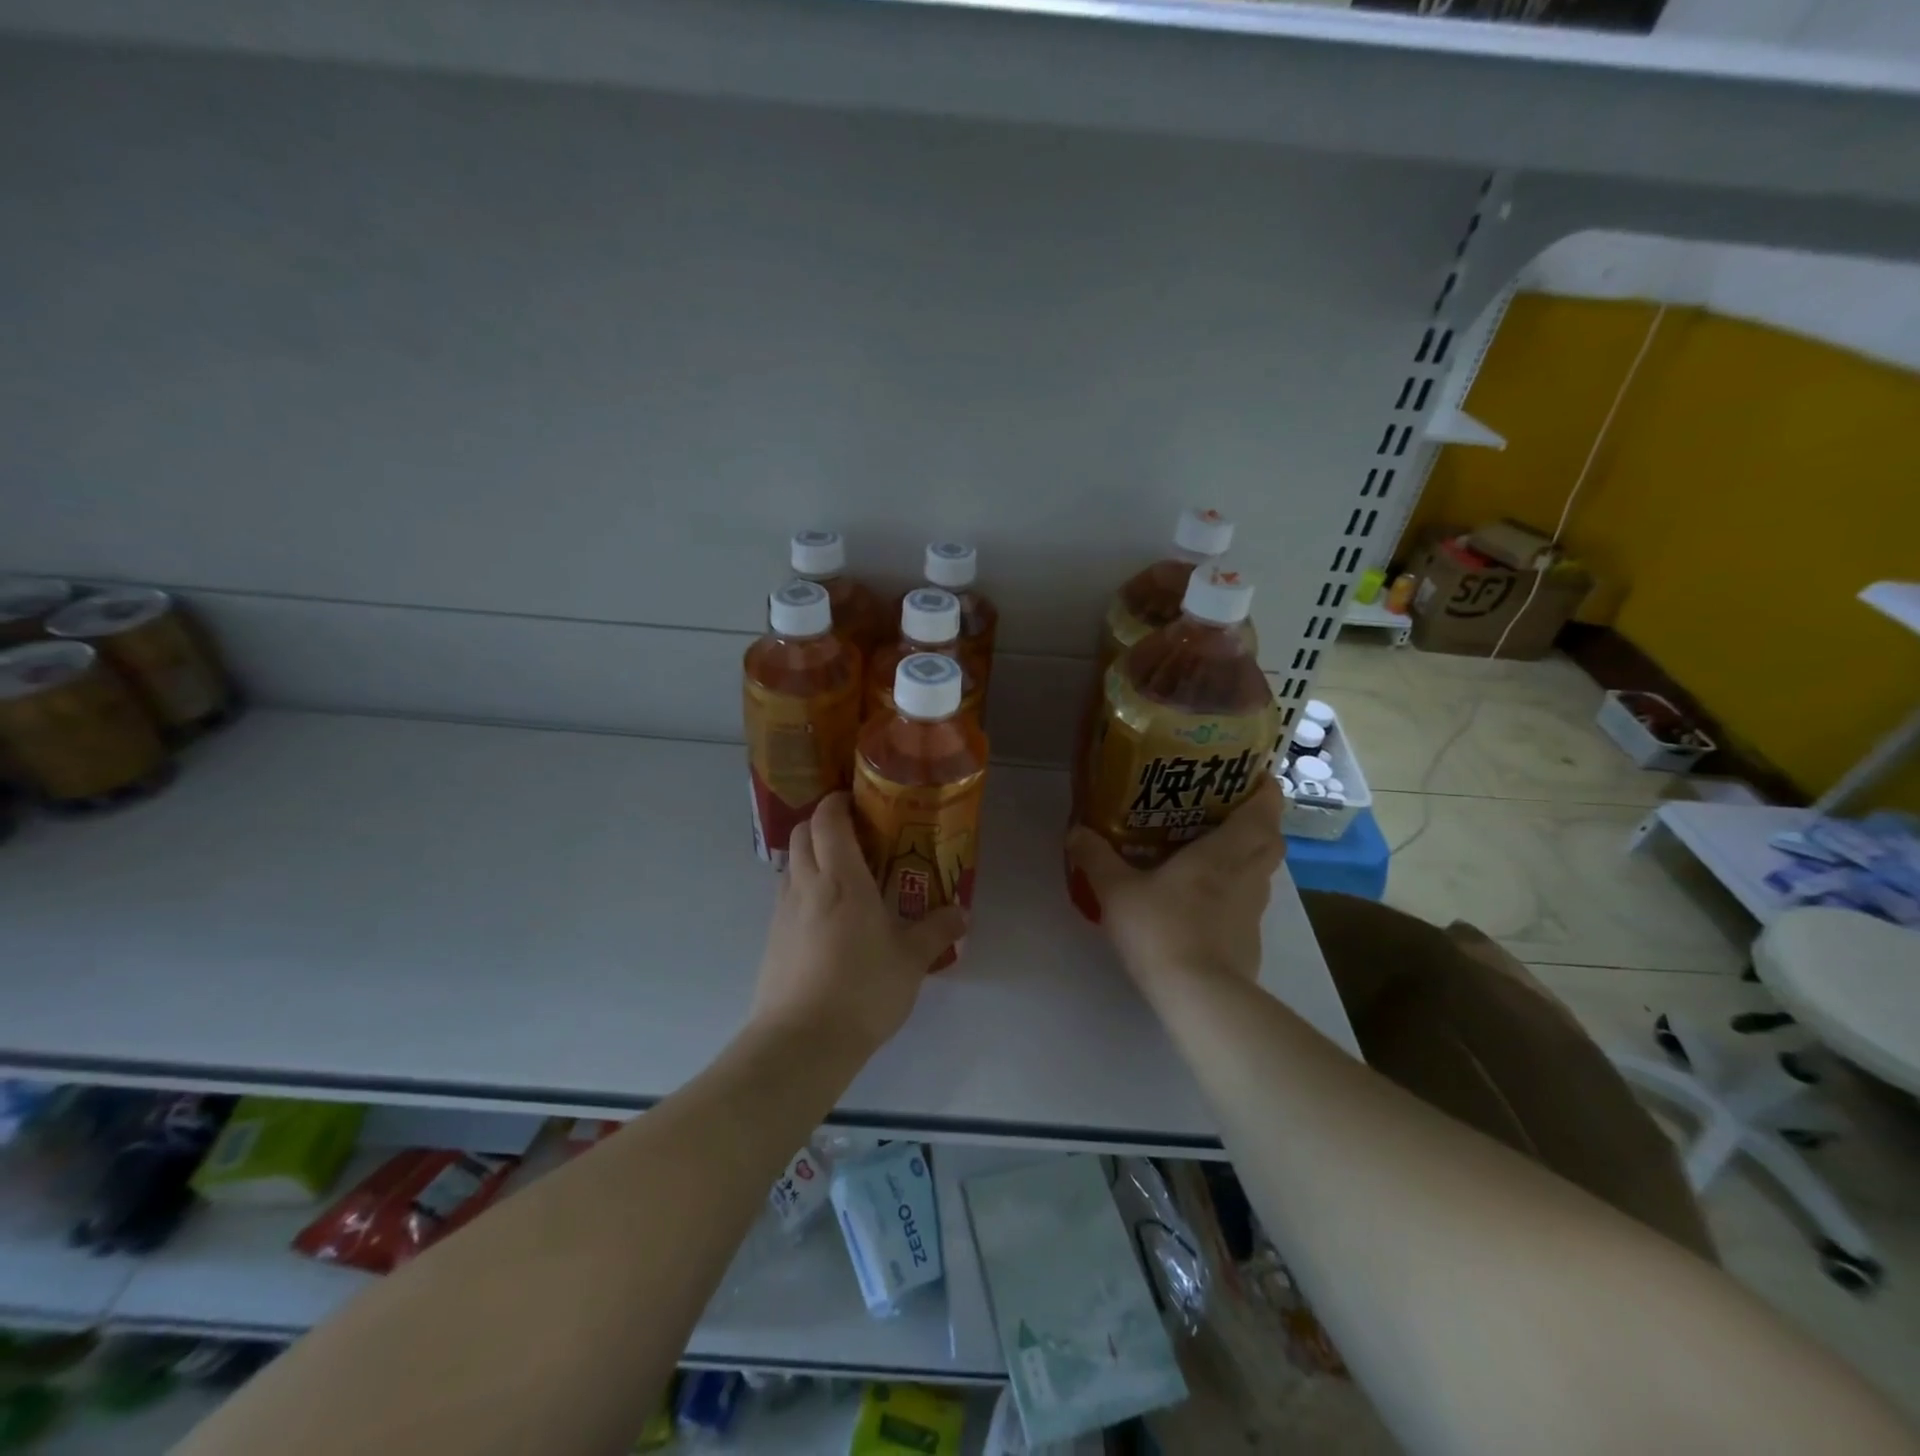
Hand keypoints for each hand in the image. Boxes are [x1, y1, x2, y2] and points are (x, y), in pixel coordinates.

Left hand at [751, 793, 967, 1057]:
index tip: (858, 802)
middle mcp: (806, 885)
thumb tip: (962, 913)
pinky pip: (785, 897)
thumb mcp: (911, 960)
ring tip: (841, 875)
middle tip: (854, 836)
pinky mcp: (772, 939)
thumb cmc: (863, 989)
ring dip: (810, 856)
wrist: (802, 1042)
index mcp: (841, 878)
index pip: (828, 819)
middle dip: (822, 824)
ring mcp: (782, 912)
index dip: (838, 802)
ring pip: (790, 864)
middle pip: (801, 833)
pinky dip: (802, 889)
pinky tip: (826, 917)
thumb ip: (937, 930)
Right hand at [1066, 776, 1284, 990]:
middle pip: (1271, 840)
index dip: (1264, 789)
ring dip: (1247, 857)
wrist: (1198, 996)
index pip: (1264, 810)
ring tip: (1212, 851)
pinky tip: (1204, 901)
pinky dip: (1235, 893)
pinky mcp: (1249, 941)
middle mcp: (1248, 875)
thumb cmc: (1162, 928)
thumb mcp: (1117, 890)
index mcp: (1224, 851)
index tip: (1253, 775)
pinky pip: (1248, 904)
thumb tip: (1075, 831)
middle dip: (1259, 821)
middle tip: (1227, 810)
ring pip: (1261, 872)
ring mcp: (1254, 911)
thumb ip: (1096, 857)